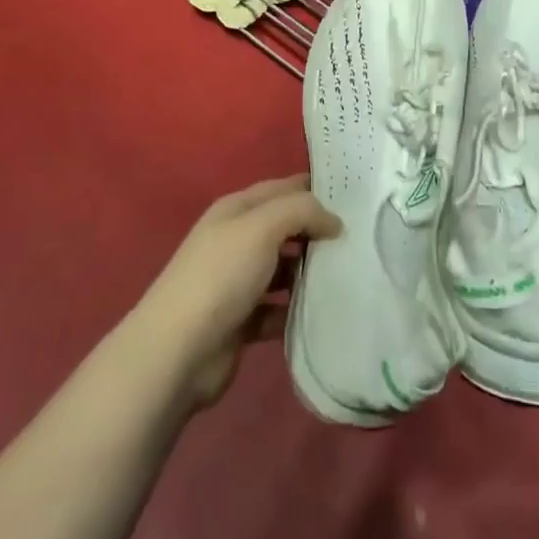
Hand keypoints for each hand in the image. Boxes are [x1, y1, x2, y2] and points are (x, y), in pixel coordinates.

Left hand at [134, 174, 340, 410]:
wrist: (178, 350)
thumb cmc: (221, 276)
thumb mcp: (262, 227)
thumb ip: (301, 211)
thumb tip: (334, 220)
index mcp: (236, 210)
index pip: (283, 188)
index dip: (315, 189)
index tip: (355, 199)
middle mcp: (237, 240)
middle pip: (285, 228)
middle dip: (317, 232)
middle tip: (360, 240)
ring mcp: (238, 282)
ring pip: (284, 269)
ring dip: (310, 273)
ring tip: (349, 276)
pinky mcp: (242, 320)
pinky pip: (278, 308)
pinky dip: (297, 310)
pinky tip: (324, 313)